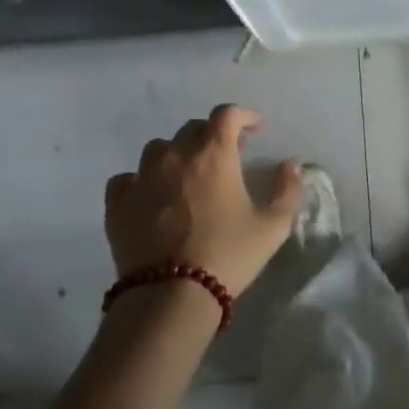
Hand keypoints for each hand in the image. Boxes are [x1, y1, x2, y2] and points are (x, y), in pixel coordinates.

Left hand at [105, 105, 303, 296]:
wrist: (171, 295)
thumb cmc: (229, 255)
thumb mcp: (273, 226)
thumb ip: (287, 189)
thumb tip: (290, 164)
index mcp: (214, 153)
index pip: (227, 114)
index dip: (244, 115)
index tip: (255, 127)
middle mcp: (175, 154)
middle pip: (193, 128)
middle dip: (213, 136)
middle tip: (227, 156)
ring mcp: (141, 176)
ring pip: (159, 149)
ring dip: (177, 155)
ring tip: (188, 177)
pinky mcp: (118, 202)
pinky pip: (128, 178)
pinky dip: (143, 181)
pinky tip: (152, 198)